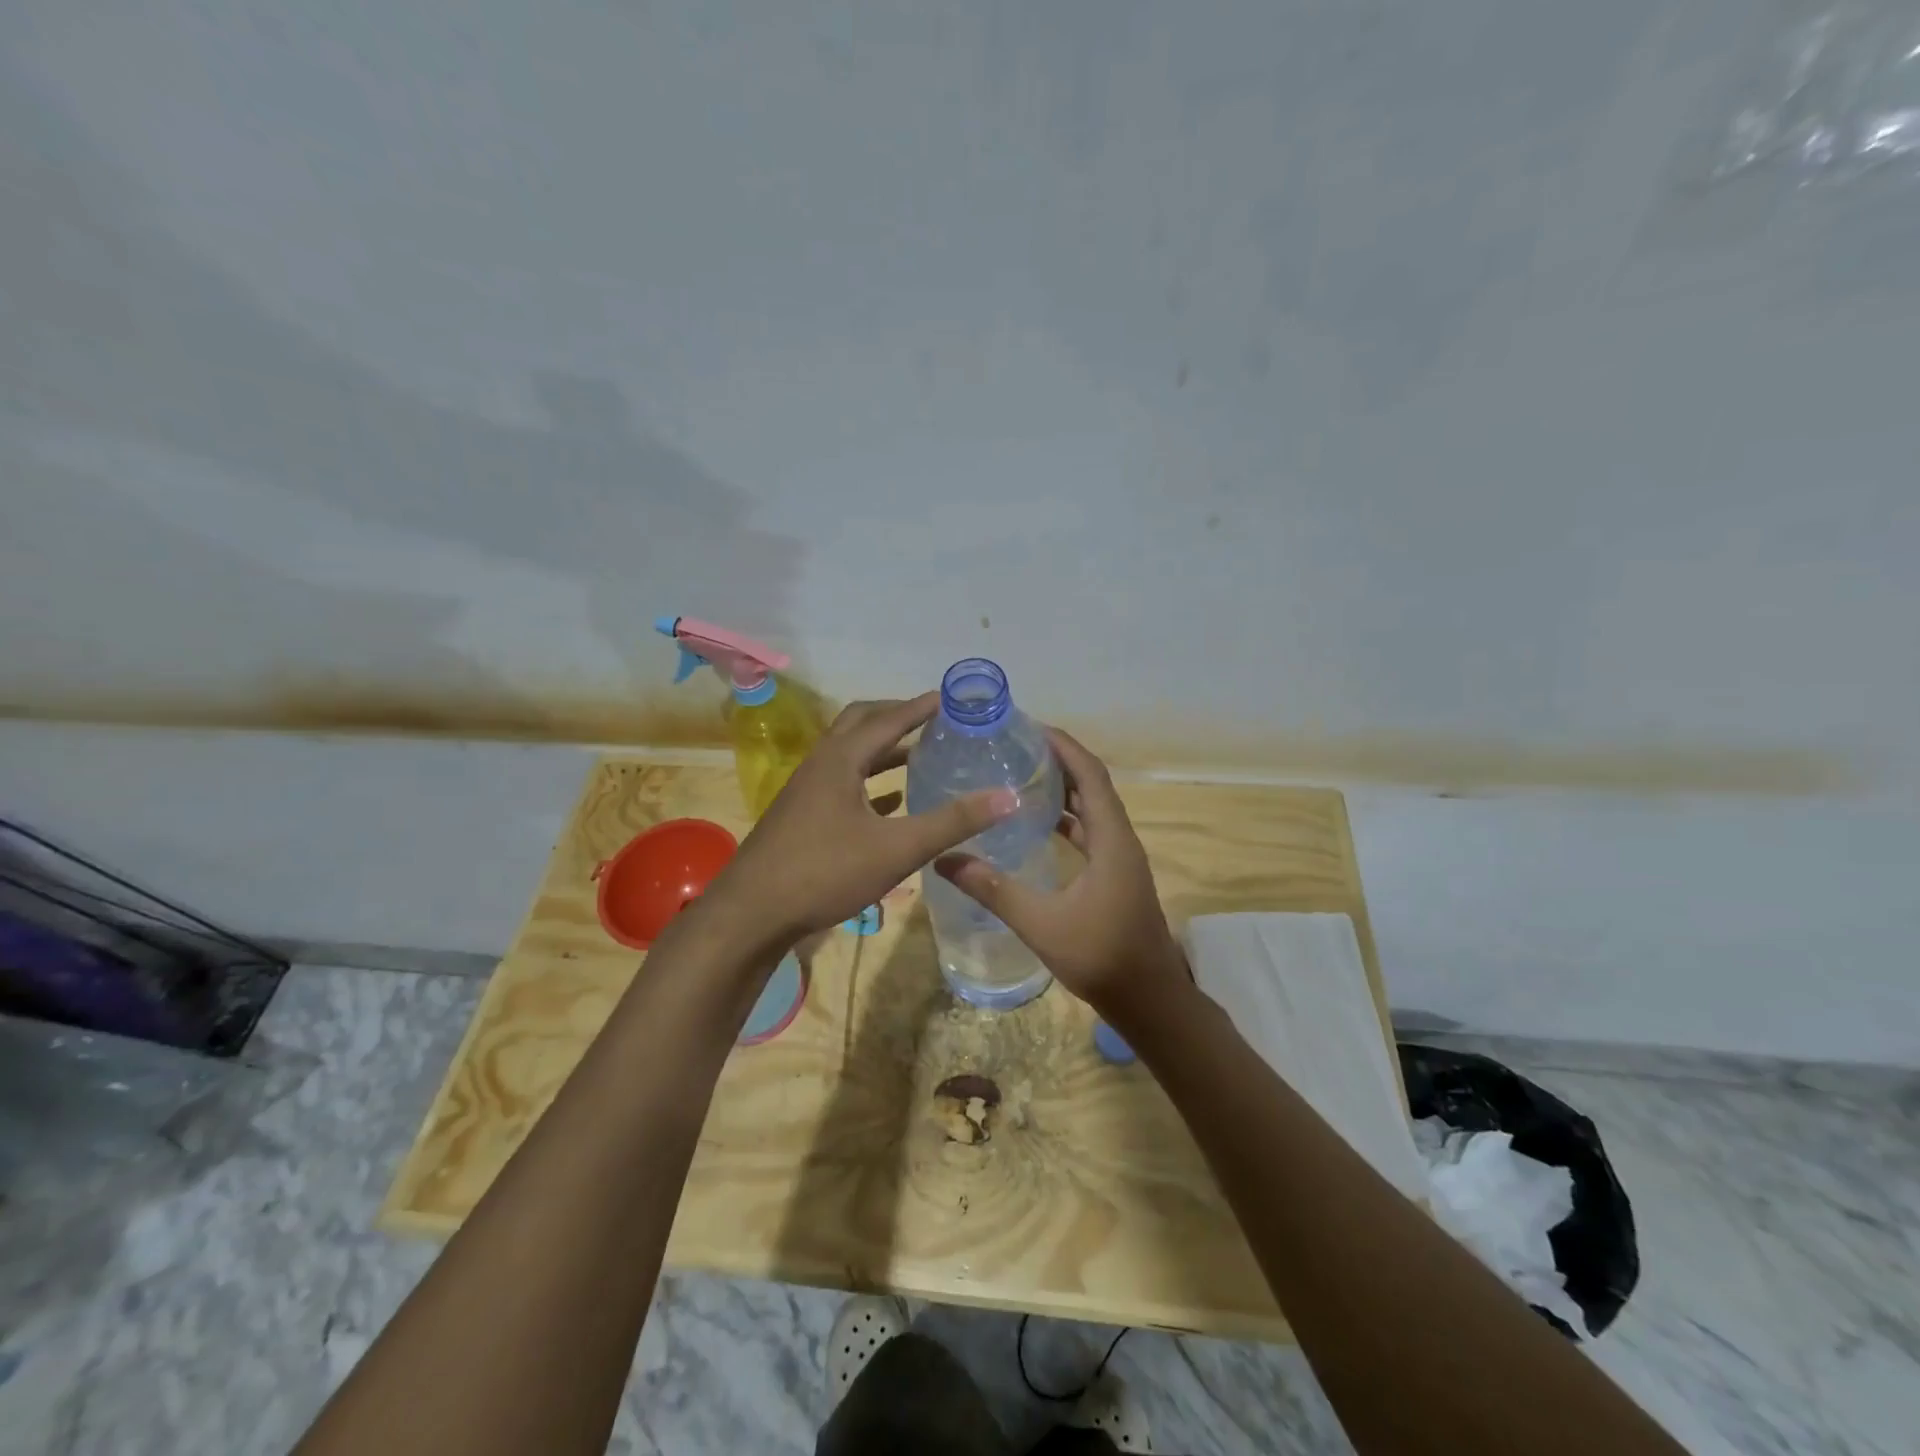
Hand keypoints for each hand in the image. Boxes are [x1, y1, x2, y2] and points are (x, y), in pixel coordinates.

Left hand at [705, 693, 1017, 950]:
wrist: (751, 913)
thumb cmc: (824, 872)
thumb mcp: (897, 848)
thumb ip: (952, 822)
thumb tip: (1008, 797)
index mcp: (841, 760)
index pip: (888, 719)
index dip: (921, 707)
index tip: (952, 697)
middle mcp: (821, 765)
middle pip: (861, 725)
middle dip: (897, 718)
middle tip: (933, 720)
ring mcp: (807, 791)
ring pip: (850, 757)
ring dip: (884, 752)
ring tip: (920, 756)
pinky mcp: (802, 817)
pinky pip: (842, 785)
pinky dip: (870, 783)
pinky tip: (891, 803)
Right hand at [935, 728, 1190, 1027]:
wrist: (1148, 999)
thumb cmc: (1101, 957)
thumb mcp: (1041, 923)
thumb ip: (993, 890)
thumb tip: (944, 859)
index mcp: (1111, 839)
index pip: (1090, 775)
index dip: (1064, 746)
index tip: (1029, 727)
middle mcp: (1120, 840)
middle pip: (1092, 784)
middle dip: (1059, 760)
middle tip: (1016, 746)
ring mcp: (1120, 858)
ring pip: (1091, 808)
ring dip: (1063, 788)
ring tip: (1021, 773)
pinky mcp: (1115, 875)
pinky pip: (1090, 831)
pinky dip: (1066, 818)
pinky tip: (1037, 824)